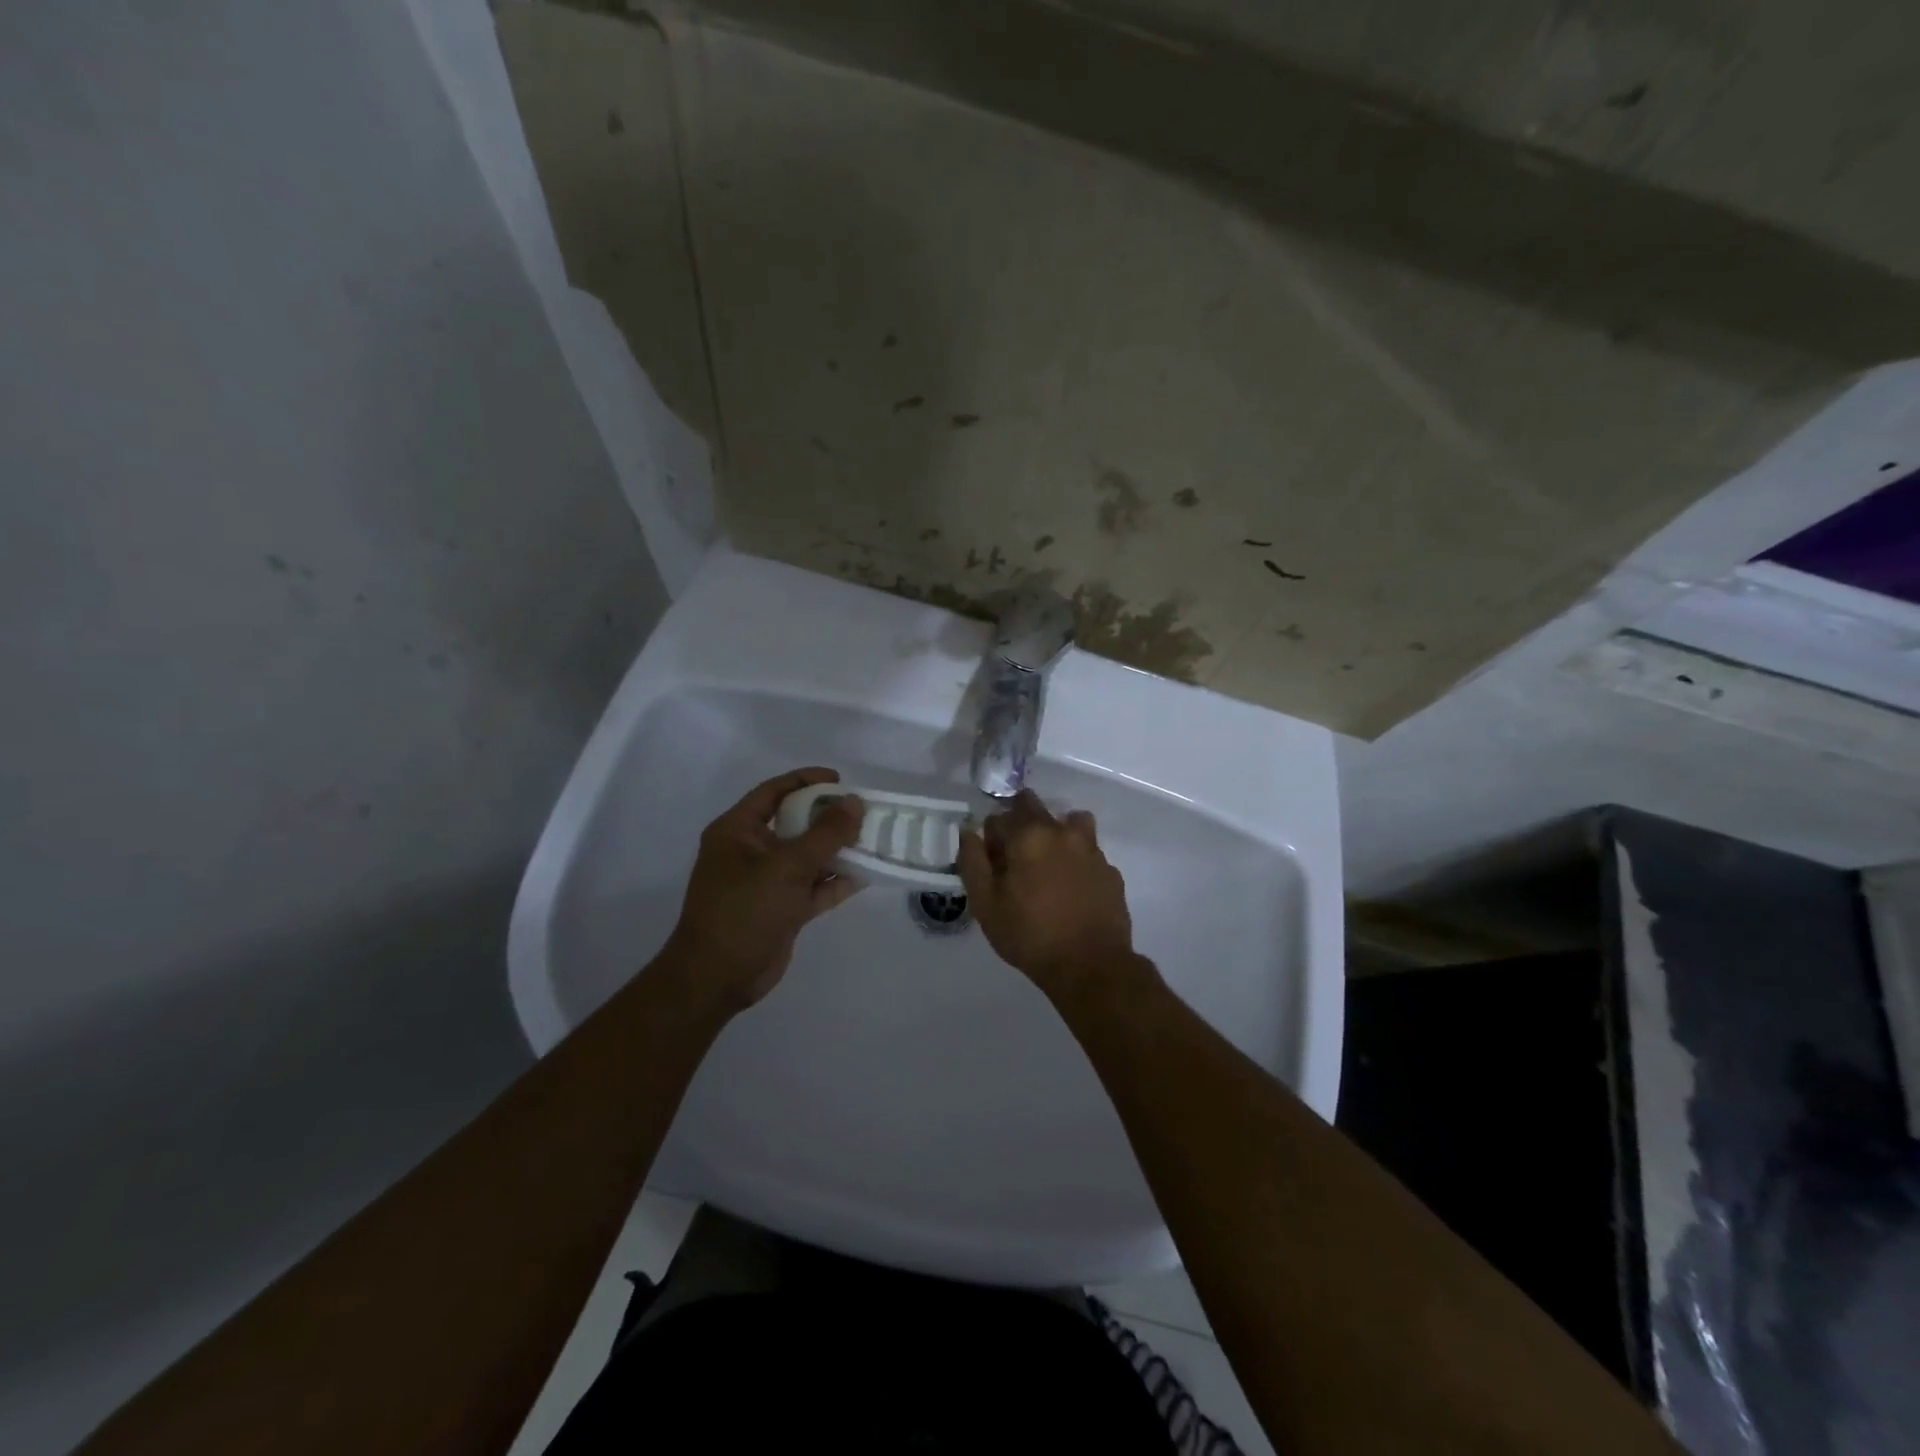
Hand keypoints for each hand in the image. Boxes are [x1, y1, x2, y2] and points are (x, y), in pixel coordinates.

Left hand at [663, 768, 864, 1010]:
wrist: (717, 979)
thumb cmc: (744, 911)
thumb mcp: (787, 866)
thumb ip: (825, 834)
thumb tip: (854, 802)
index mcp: (737, 831)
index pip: (773, 792)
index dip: (806, 780)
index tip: (840, 779)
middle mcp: (751, 852)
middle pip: (795, 823)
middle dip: (828, 818)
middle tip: (864, 812)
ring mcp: (766, 882)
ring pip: (807, 857)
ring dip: (838, 851)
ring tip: (873, 840)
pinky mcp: (781, 909)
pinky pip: (812, 888)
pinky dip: (835, 882)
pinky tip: (866, 875)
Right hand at [957, 789, 1142, 998]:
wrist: (1091, 966)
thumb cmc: (1030, 936)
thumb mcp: (985, 904)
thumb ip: (973, 862)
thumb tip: (969, 832)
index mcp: (1028, 835)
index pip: (999, 816)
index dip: (991, 838)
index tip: (991, 863)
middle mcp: (1062, 832)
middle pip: (1035, 808)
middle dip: (1020, 824)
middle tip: (1016, 859)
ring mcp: (1091, 849)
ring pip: (1069, 822)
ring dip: (1055, 833)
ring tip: (1048, 865)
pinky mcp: (1110, 870)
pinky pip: (1088, 851)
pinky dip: (1077, 860)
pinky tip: (1072, 888)